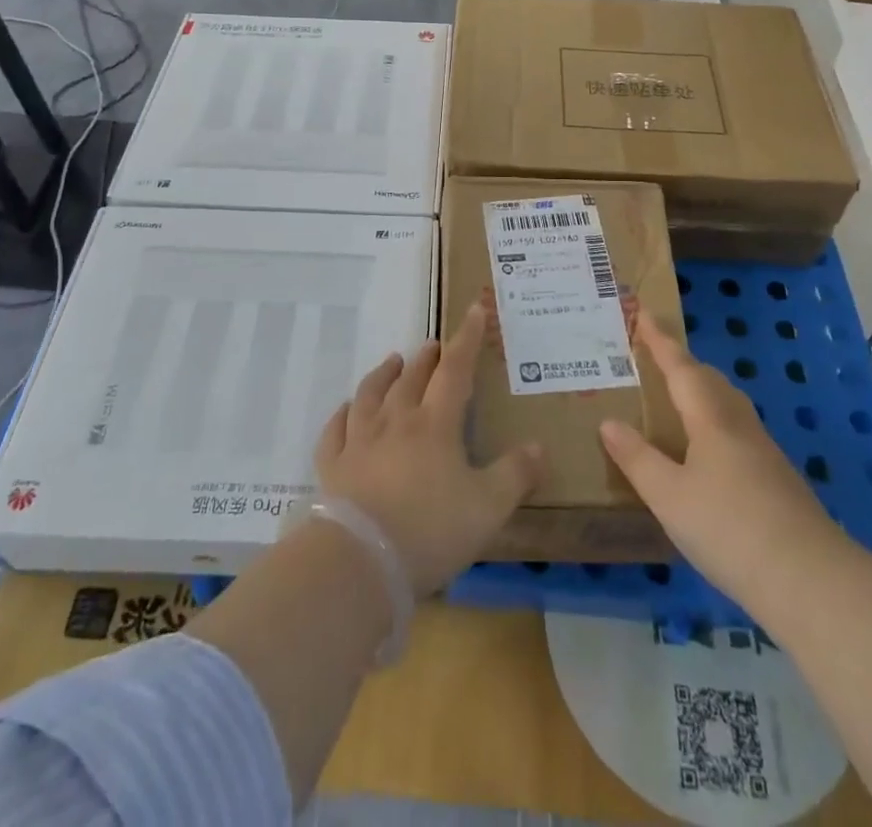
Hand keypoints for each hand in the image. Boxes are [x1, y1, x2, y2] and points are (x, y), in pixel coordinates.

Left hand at [315, 301, 545, 596]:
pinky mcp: (332, 467)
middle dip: (426, 358)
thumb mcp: (488, 508)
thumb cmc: (431, 529)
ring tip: (392, 361)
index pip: (455, 370)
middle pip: (412, 378)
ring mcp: (359, 442)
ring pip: (371, 395)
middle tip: (432, 344)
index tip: (473, 310)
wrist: (361, 561)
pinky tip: (345, 410)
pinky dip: (342, 415)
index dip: (466, 339)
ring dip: (383, 375)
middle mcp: (396, 422)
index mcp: (435, 425)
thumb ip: (515, 475)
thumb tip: (539, 446)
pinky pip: (335, 430)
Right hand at [600, 311, 845, 602]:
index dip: (660, 340)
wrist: (810, 580)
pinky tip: (706, 452)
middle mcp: (739, 424)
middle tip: (654, 358)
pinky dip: (714, 423)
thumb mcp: (669, 496)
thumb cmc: (729, 528)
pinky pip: (737, 431)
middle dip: (682, 363)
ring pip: (727, 404)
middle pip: (710, 380)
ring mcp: (763, 451)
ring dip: (701, 391)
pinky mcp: (777, 479)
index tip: (644, 312)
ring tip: (677, 399)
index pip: (680, 367)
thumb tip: (608, 422)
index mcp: (711, 418)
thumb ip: (637, 458)